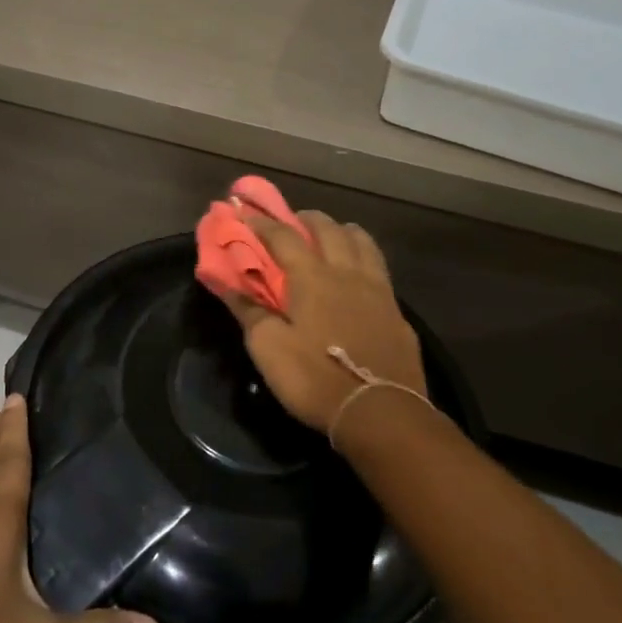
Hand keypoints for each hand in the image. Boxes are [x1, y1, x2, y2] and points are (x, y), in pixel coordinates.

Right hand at [219, 209, 426, 432]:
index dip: (262, 222)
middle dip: (306, 218)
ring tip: (332, 235)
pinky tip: (360, 275)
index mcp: (312, 277)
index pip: (283, 236)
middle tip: (292, 220)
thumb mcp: (268, 348)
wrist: (380, 412)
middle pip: (328, 229)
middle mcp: (346, 273)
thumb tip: (224, 282)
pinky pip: (380, 270)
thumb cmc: (314, 378)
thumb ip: (248, 310)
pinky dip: (365, 259)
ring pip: (362, 242)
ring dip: (342, 231)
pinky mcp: (397, 312)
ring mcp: (378, 290)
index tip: (244, 210)